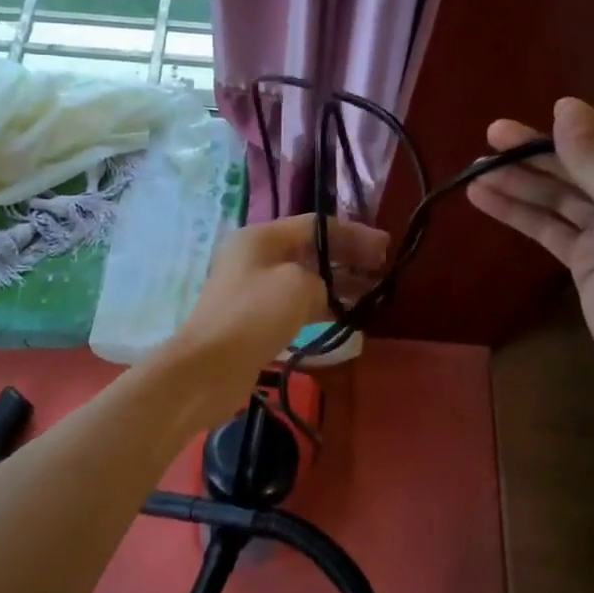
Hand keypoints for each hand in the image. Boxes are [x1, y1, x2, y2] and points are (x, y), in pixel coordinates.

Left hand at [165, 215, 388, 417]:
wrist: (208, 368)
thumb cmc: (254, 315)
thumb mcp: (298, 285)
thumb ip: (322, 279)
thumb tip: (325, 292)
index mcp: (260, 237)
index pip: (315, 225)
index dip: (353, 234)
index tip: (385, 249)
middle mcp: (255, 257)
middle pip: (310, 250)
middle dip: (347, 258)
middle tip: (381, 271)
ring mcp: (253, 289)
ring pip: (304, 278)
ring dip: (337, 284)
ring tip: (372, 294)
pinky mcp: (254, 319)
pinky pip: (295, 304)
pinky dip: (321, 306)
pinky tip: (346, 316)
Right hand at [467, 98, 593, 376]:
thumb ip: (589, 155)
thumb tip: (565, 105)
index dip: (573, 128)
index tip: (534, 116)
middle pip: (580, 168)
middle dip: (536, 154)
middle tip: (492, 135)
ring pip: (558, 198)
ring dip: (519, 183)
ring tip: (475, 169)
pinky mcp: (585, 260)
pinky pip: (548, 228)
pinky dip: (518, 214)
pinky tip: (484, 199)